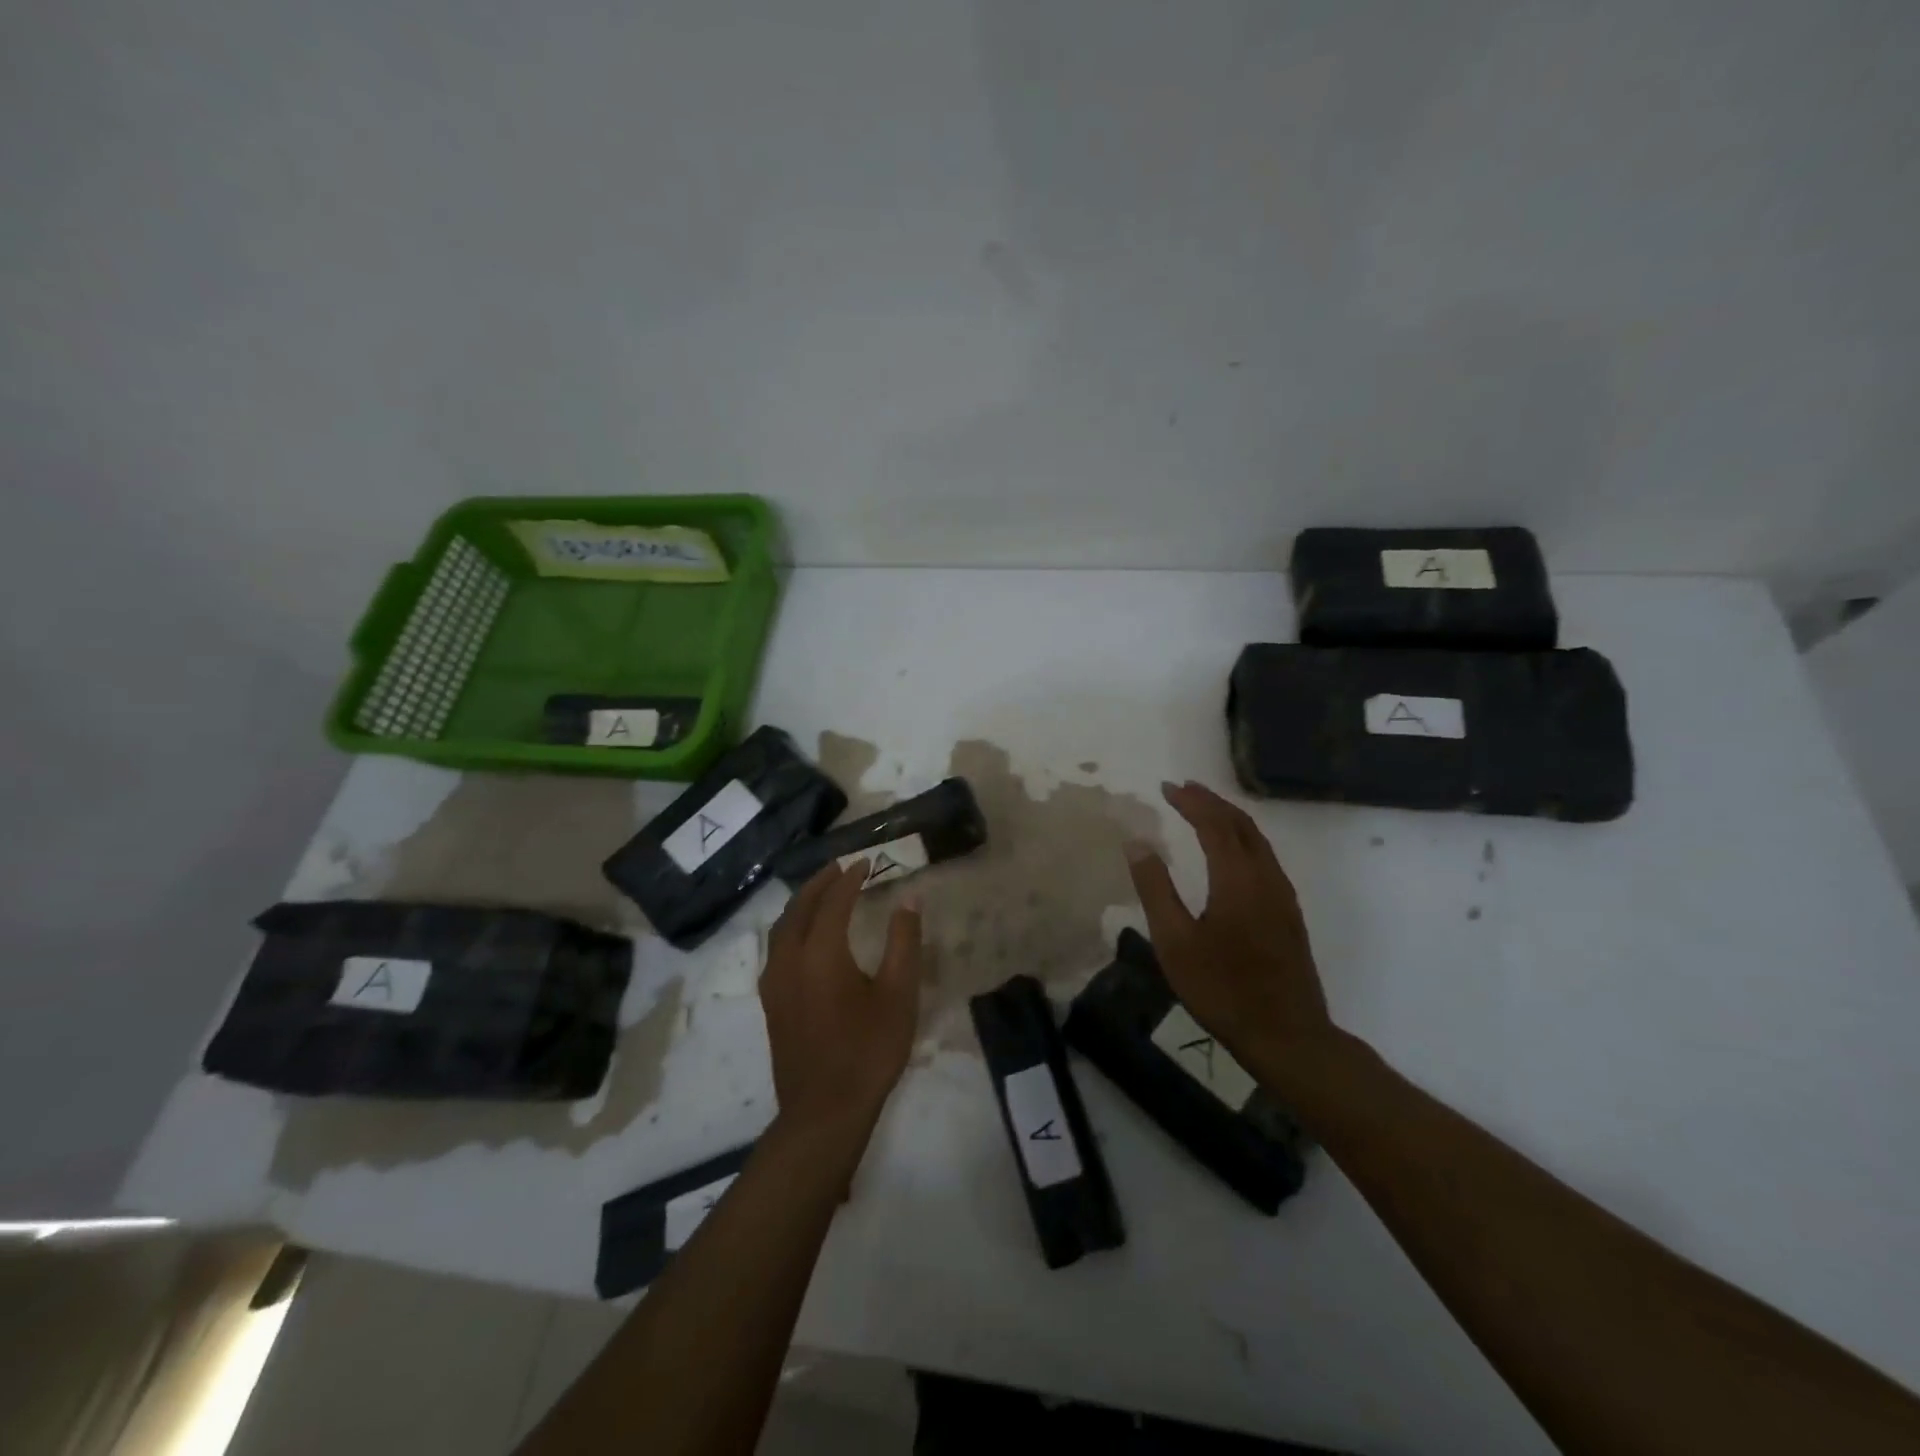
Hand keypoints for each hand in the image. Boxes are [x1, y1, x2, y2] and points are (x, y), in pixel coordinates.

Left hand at [761, 862, 922, 1140]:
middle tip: (842, 866)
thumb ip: (904, 942)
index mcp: (821, 952)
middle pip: (800, 907)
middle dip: (821, 882)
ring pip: (783, 926)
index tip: (867, 863)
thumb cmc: (868, 1050)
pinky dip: (792, 926)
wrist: (823, 1111)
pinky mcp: (771, 1000)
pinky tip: (806, 934)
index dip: (850, 878)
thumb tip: (909, 899)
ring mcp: (775, 981)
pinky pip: (777, 946)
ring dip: (803, 902)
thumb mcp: (899, 995)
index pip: (834, 900)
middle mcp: (790, 958)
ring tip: (823, 891)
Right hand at [1126, 780, 1334, 1068]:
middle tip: (1183, 789)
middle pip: (1241, 824)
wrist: (1287, 1035)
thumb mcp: (1175, 942)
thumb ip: (1155, 888)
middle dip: (1212, 802)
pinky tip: (1230, 853)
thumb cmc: (1222, 989)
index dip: (1191, 802)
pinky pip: (1265, 858)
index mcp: (1237, 879)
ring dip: (1230, 819)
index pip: (1214, 823)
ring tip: (1203, 811)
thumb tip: (1136, 843)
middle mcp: (1266, 877)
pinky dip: (1243, 840)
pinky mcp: (1289, 913)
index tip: (1167, 787)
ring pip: (1258, 840)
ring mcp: (1283, 895)